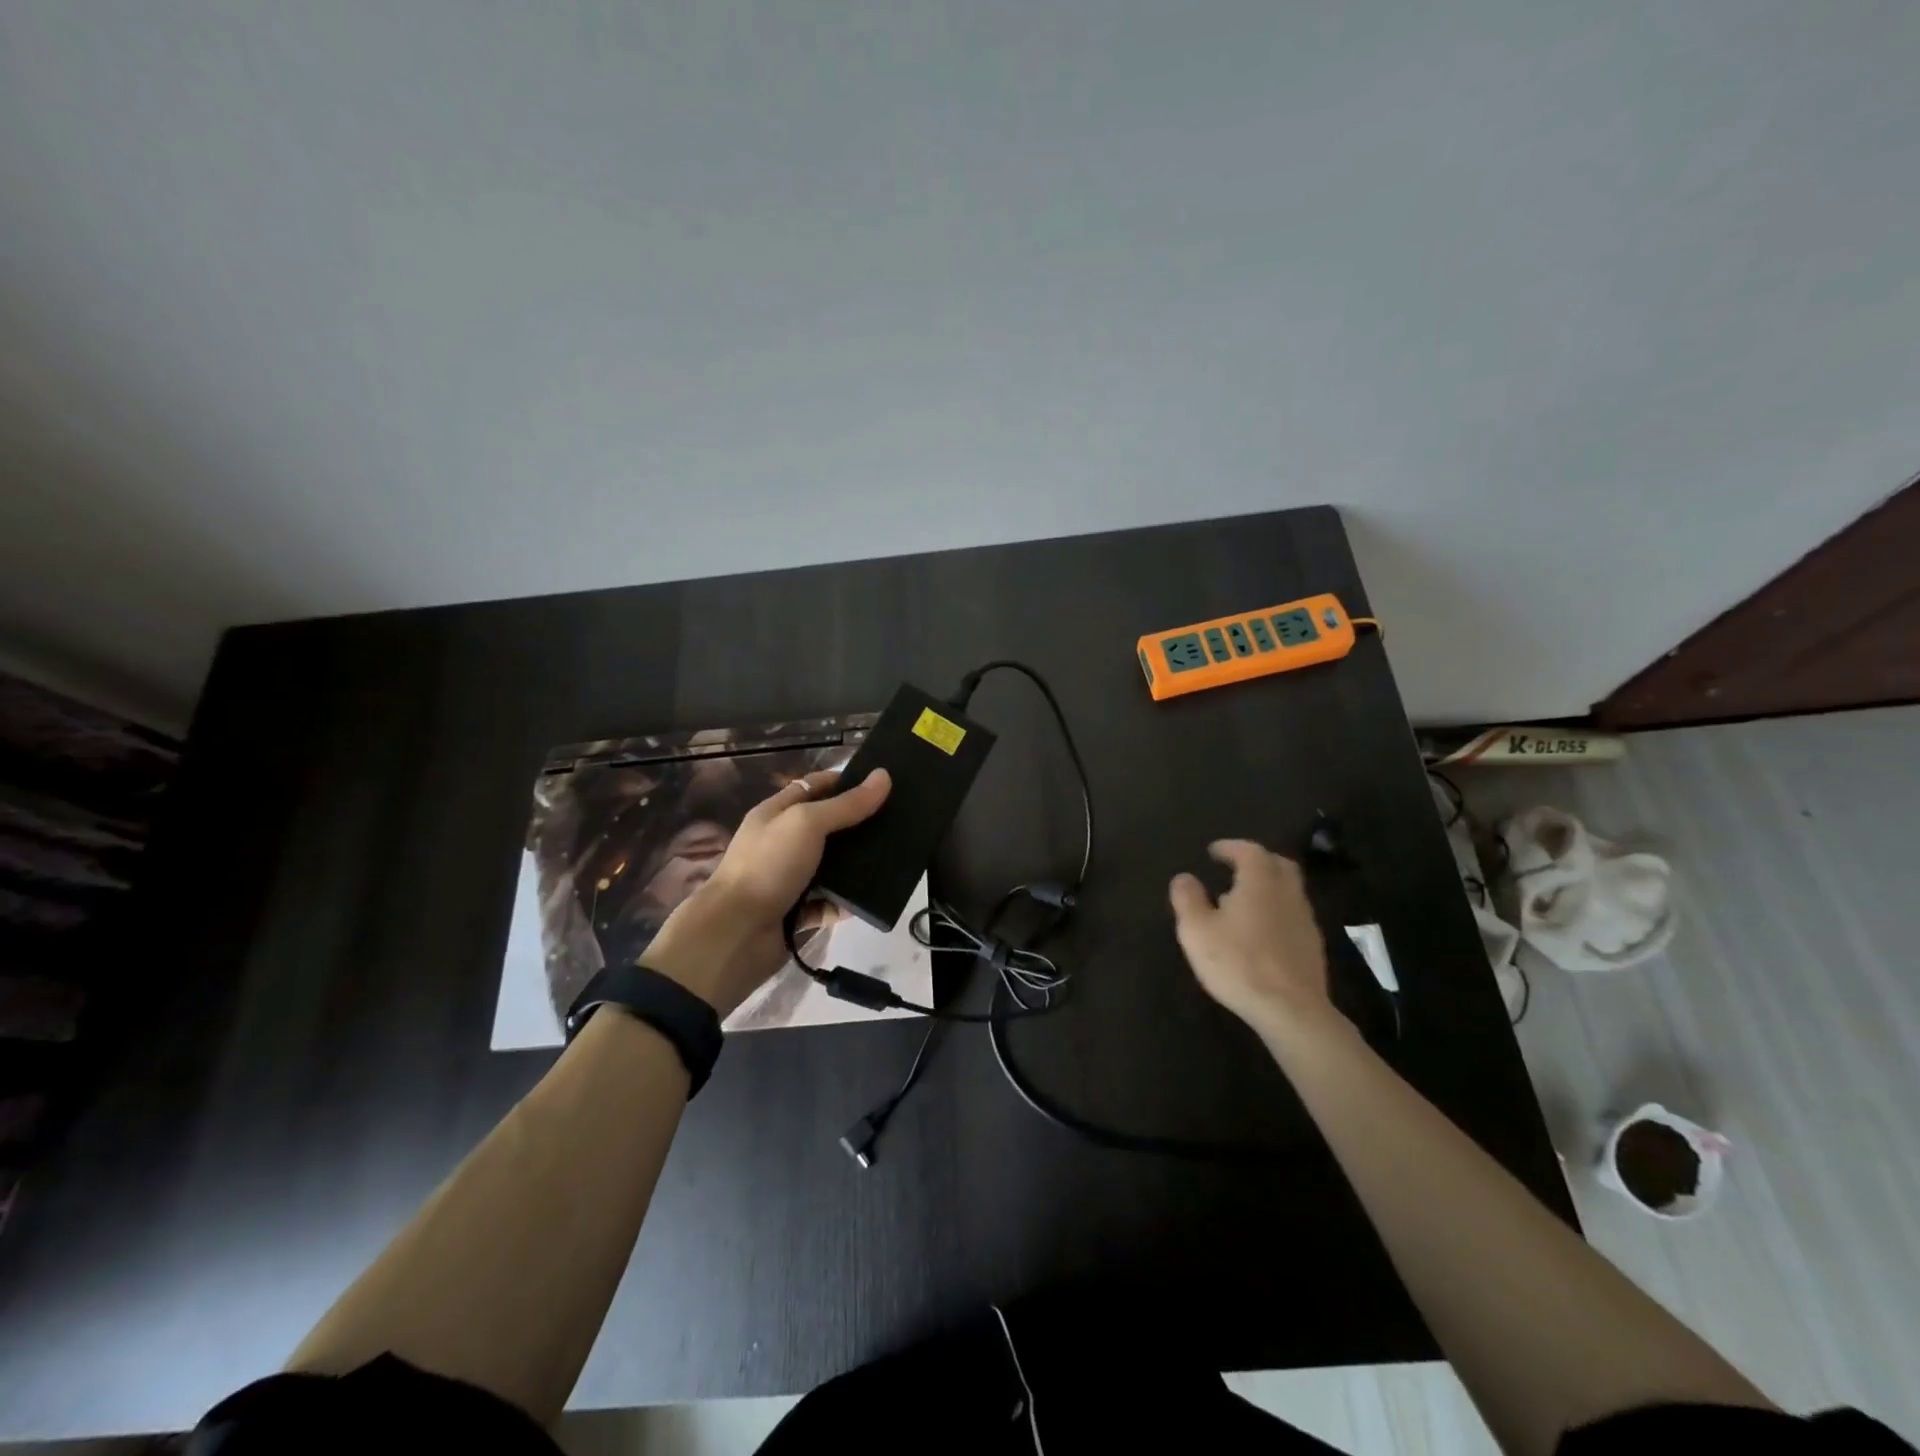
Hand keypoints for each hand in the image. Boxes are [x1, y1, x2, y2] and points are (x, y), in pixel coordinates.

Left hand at [643, 769, 890, 1014]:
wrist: (736, 934)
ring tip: (892, 859)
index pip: (813, 787)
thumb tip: (883, 777)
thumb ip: (846, 804)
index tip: (881, 784)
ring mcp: (788, 879)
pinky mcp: (797, 912)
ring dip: (856, 865)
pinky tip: (870, 898)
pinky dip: (846, 903)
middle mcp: (781, 844)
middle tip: (896, 822)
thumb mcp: (807, 823)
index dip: (844, 782)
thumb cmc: (768, 866)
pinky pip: (829, 903)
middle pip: (826, 827)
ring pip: (830, 866)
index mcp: (775, 814)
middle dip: (857, 824)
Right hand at [1169, 839, 1334, 1039]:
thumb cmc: (1238, 963)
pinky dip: (1276, 911)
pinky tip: (1261, 931)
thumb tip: (1184, 877)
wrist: (1291, 1010)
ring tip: (1243, 901)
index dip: (1231, 847)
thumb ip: (1188, 899)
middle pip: (1278, 865)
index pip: (1250, 851)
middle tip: (1235, 867)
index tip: (1213, 851)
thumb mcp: (1197, 930)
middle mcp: (1287, 894)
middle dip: (1257, 861)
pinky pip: (1293, 915)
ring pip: (1289, 891)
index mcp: (1260, 882)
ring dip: (1268, 887)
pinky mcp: (1313, 946)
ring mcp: (1305, 920)